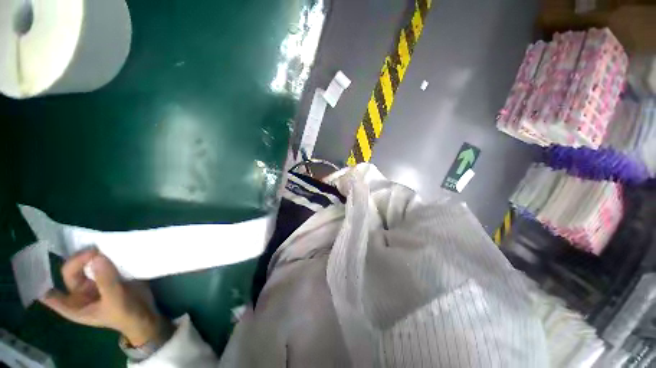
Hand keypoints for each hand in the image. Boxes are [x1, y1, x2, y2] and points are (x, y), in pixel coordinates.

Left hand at [40, 248, 168, 346]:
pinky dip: (91, 250)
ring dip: (86, 254)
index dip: (40, 285)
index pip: (52, 298)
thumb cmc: (129, 318)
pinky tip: (98, 244)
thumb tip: (96, 258)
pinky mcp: (95, 271)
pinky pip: (88, 257)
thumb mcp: (118, 305)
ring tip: (100, 250)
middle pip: (67, 270)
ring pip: (77, 261)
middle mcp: (77, 293)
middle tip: (95, 254)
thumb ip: (107, 284)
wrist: (145, 314)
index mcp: (76, 308)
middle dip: (77, 260)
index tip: (31, 269)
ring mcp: (86, 281)